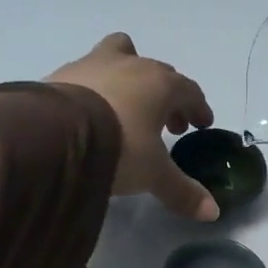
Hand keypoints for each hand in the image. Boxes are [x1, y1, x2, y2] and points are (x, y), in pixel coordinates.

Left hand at [47, 34, 218, 221]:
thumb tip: (212, 212)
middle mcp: (131, 65)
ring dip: (130, 78)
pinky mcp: (62, 73)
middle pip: (158, 73)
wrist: (54, 133)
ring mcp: (93, 63)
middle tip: (168, 125)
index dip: (198, 108)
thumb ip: (181, 191)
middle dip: (168, 97)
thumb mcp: (153, 174)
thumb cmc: (118, 147)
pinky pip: (87, 72)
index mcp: (161, 84)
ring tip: (126, 105)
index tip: (201, 125)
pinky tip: (89, 109)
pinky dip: (95, 87)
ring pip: (121, 55)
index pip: (189, 91)